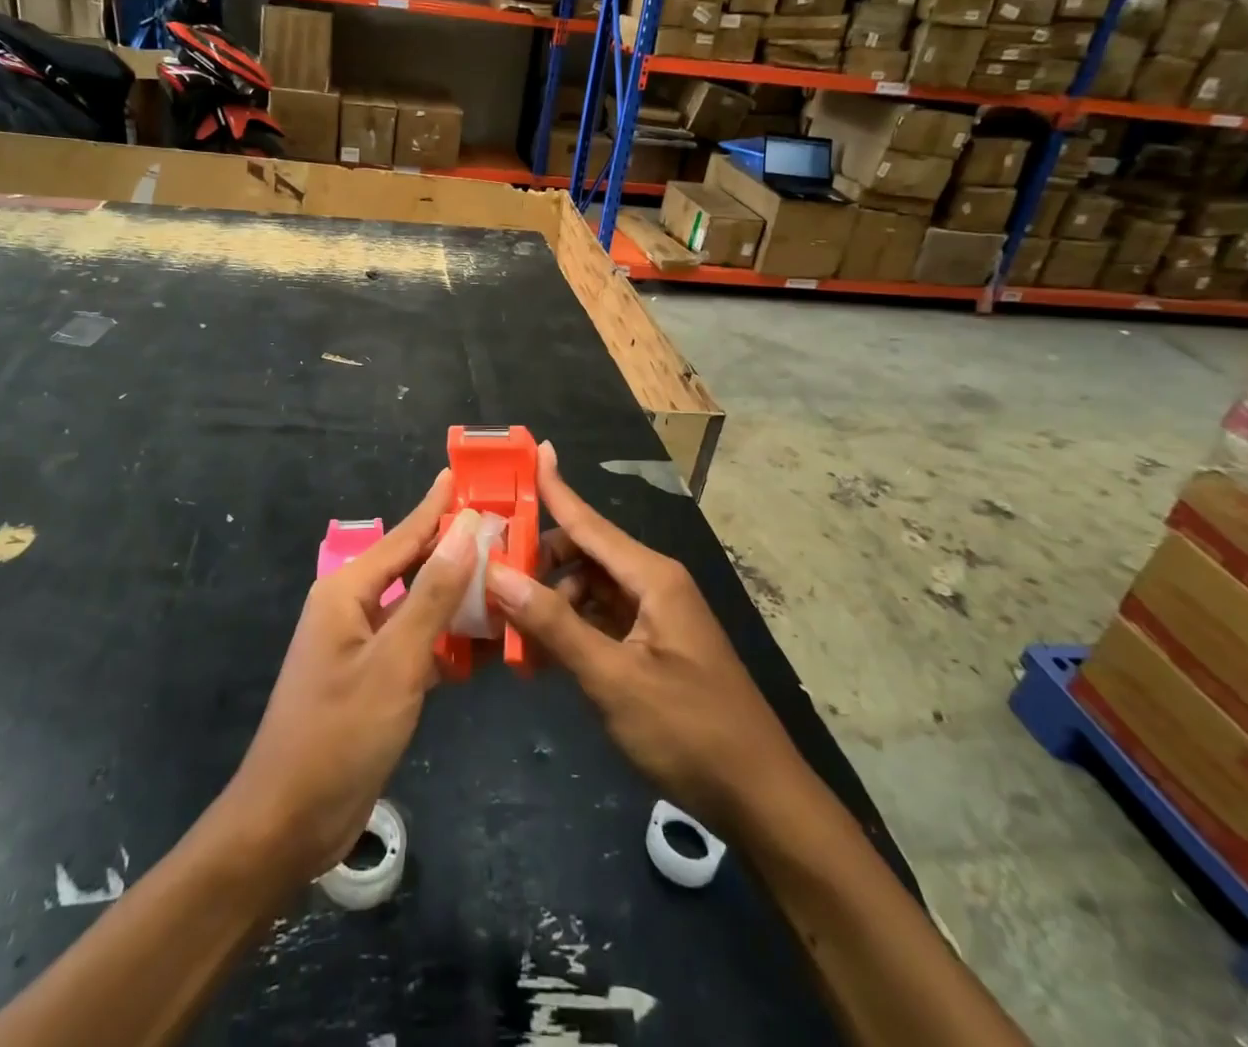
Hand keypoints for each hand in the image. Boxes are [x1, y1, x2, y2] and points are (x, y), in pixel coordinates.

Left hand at [218, 471, 479, 886]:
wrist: (289, 821)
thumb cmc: (340, 733)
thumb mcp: (395, 661)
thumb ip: (433, 595)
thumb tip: (466, 531)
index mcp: (348, 590)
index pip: (404, 535)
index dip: (437, 506)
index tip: (464, 475)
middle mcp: (353, 607)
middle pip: (414, 566)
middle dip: (456, 548)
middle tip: (506, 529)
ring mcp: (363, 645)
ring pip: (420, 606)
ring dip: (459, 597)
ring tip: (508, 579)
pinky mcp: (374, 678)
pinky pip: (418, 643)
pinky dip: (449, 640)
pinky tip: (487, 641)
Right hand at [485, 442, 803, 836]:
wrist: (758, 797)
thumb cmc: (688, 730)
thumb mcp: (613, 678)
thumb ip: (554, 625)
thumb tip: (498, 573)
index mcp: (652, 577)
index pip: (589, 522)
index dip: (555, 487)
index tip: (529, 449)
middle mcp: (652, 584)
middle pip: (583, 554)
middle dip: (538, 563)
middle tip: (489, 577)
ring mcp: (653, 616)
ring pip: (587, 589)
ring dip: (549, 603)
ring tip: (507, 627)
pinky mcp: (651, 645)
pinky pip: (599, 620)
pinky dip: (569, 629)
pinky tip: (537, 653)